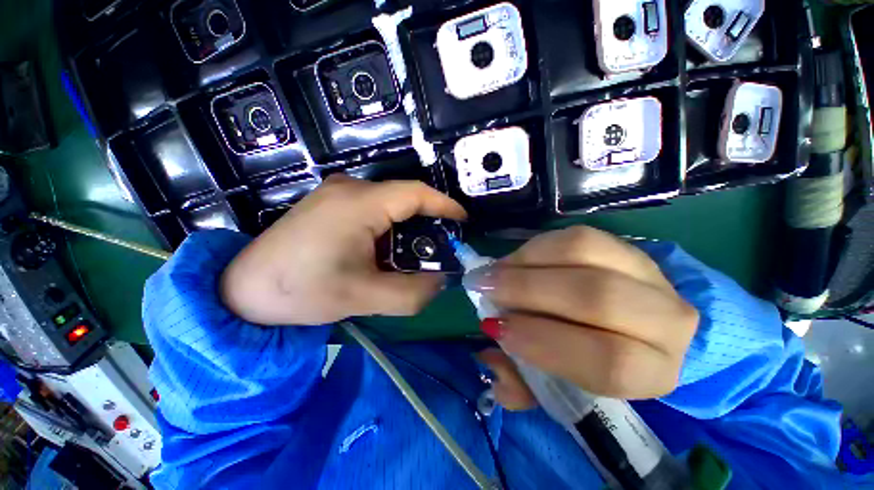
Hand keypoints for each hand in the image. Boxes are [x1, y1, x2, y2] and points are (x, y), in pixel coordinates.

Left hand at [220, 175, 466, 325]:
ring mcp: (337, 192)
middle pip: (404, 199)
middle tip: (439, 250)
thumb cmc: (301, 291)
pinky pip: (373, 209)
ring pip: (389, 205)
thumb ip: (413, 293)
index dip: (445, 205)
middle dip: (427, 224)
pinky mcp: (330, 203)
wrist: (242, 290)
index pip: (416, 194)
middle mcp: (350, 188)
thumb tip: (440, 281)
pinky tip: (384, 251)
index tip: (463, 221)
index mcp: (359, 203)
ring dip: (406, 229)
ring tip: (411, 257)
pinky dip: (389, 229)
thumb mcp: (364, 298)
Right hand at [471, 227, 698, 402]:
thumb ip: (522, 383)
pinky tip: (515, 260)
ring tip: (494, 272)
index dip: (542, 342)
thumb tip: (491, 360)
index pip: (608, 360)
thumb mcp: (556, 385)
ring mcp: (648, 273)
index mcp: (651, 371)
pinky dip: (535, 247)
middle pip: (596, 296)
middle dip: (526, 289)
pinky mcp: (624, 246)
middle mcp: (665, 320)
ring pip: (583, 254)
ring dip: (526, 262)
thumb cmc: (587, 359)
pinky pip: (575, 236)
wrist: (626, 323)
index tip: (494, 327)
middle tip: (484, 287)